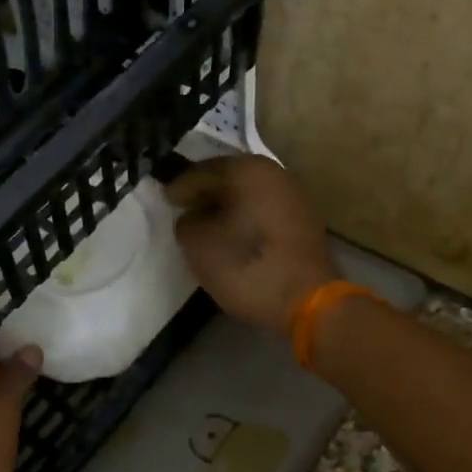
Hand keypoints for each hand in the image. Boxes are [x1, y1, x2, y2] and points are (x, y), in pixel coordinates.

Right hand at [166, 156, 337, 335]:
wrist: (307, 301)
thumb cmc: (246, 266)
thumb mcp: (198, 244)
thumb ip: (186, 221)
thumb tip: (194, 216)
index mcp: (248, 169)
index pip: (202, 172)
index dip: (180, 188)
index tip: (165, 202)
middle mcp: (275, 173)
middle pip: (229, 179)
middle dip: (205, 194)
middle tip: (184, 211)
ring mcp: (295, 197)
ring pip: (249, 195)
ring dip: (227, 208)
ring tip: (207, 227)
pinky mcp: (305, 222)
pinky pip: (265, 212)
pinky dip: (246, 220)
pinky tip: (234, 238)